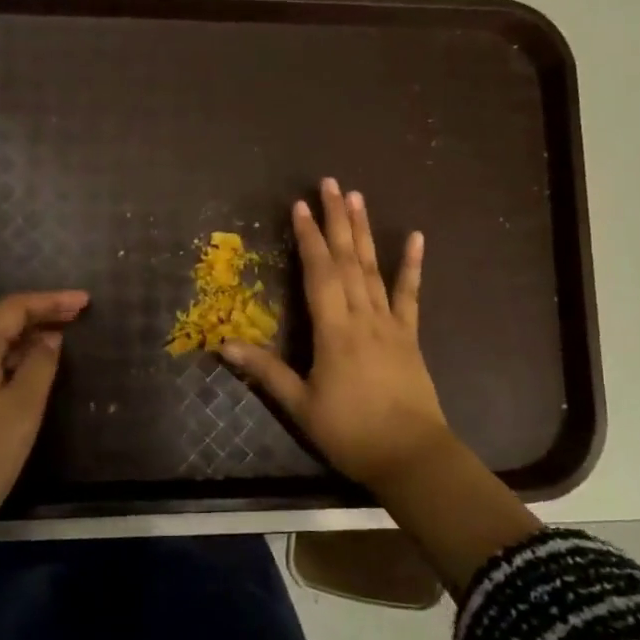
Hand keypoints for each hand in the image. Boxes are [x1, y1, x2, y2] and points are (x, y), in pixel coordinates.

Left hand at [0, 290, 88, 554]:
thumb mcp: (22, 410)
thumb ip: (39, 366)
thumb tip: (50, 337)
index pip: (13, 308)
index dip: (50, 301)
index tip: (85, 302)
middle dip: (38, 312)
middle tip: (76, 314)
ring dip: (24, 333)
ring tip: (59, 336)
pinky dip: (9, 355)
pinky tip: (28, 369)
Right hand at [221, 179, 457, 490]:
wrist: (411, 457)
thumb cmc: (351, 432)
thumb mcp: (301, 406)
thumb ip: (265, 371)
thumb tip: (223, 344)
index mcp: (334, 331)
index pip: (318, 273)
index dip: (308, 238)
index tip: (300, 206)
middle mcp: (362, 317)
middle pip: (347, 260)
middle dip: (336, 220)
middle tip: (330, 183)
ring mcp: (390, 324)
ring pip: (374, 269)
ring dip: (364, 231)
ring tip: (357, 197)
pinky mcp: (409, 336)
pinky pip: (411, 295)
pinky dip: (412, 265)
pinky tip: (416, 237)